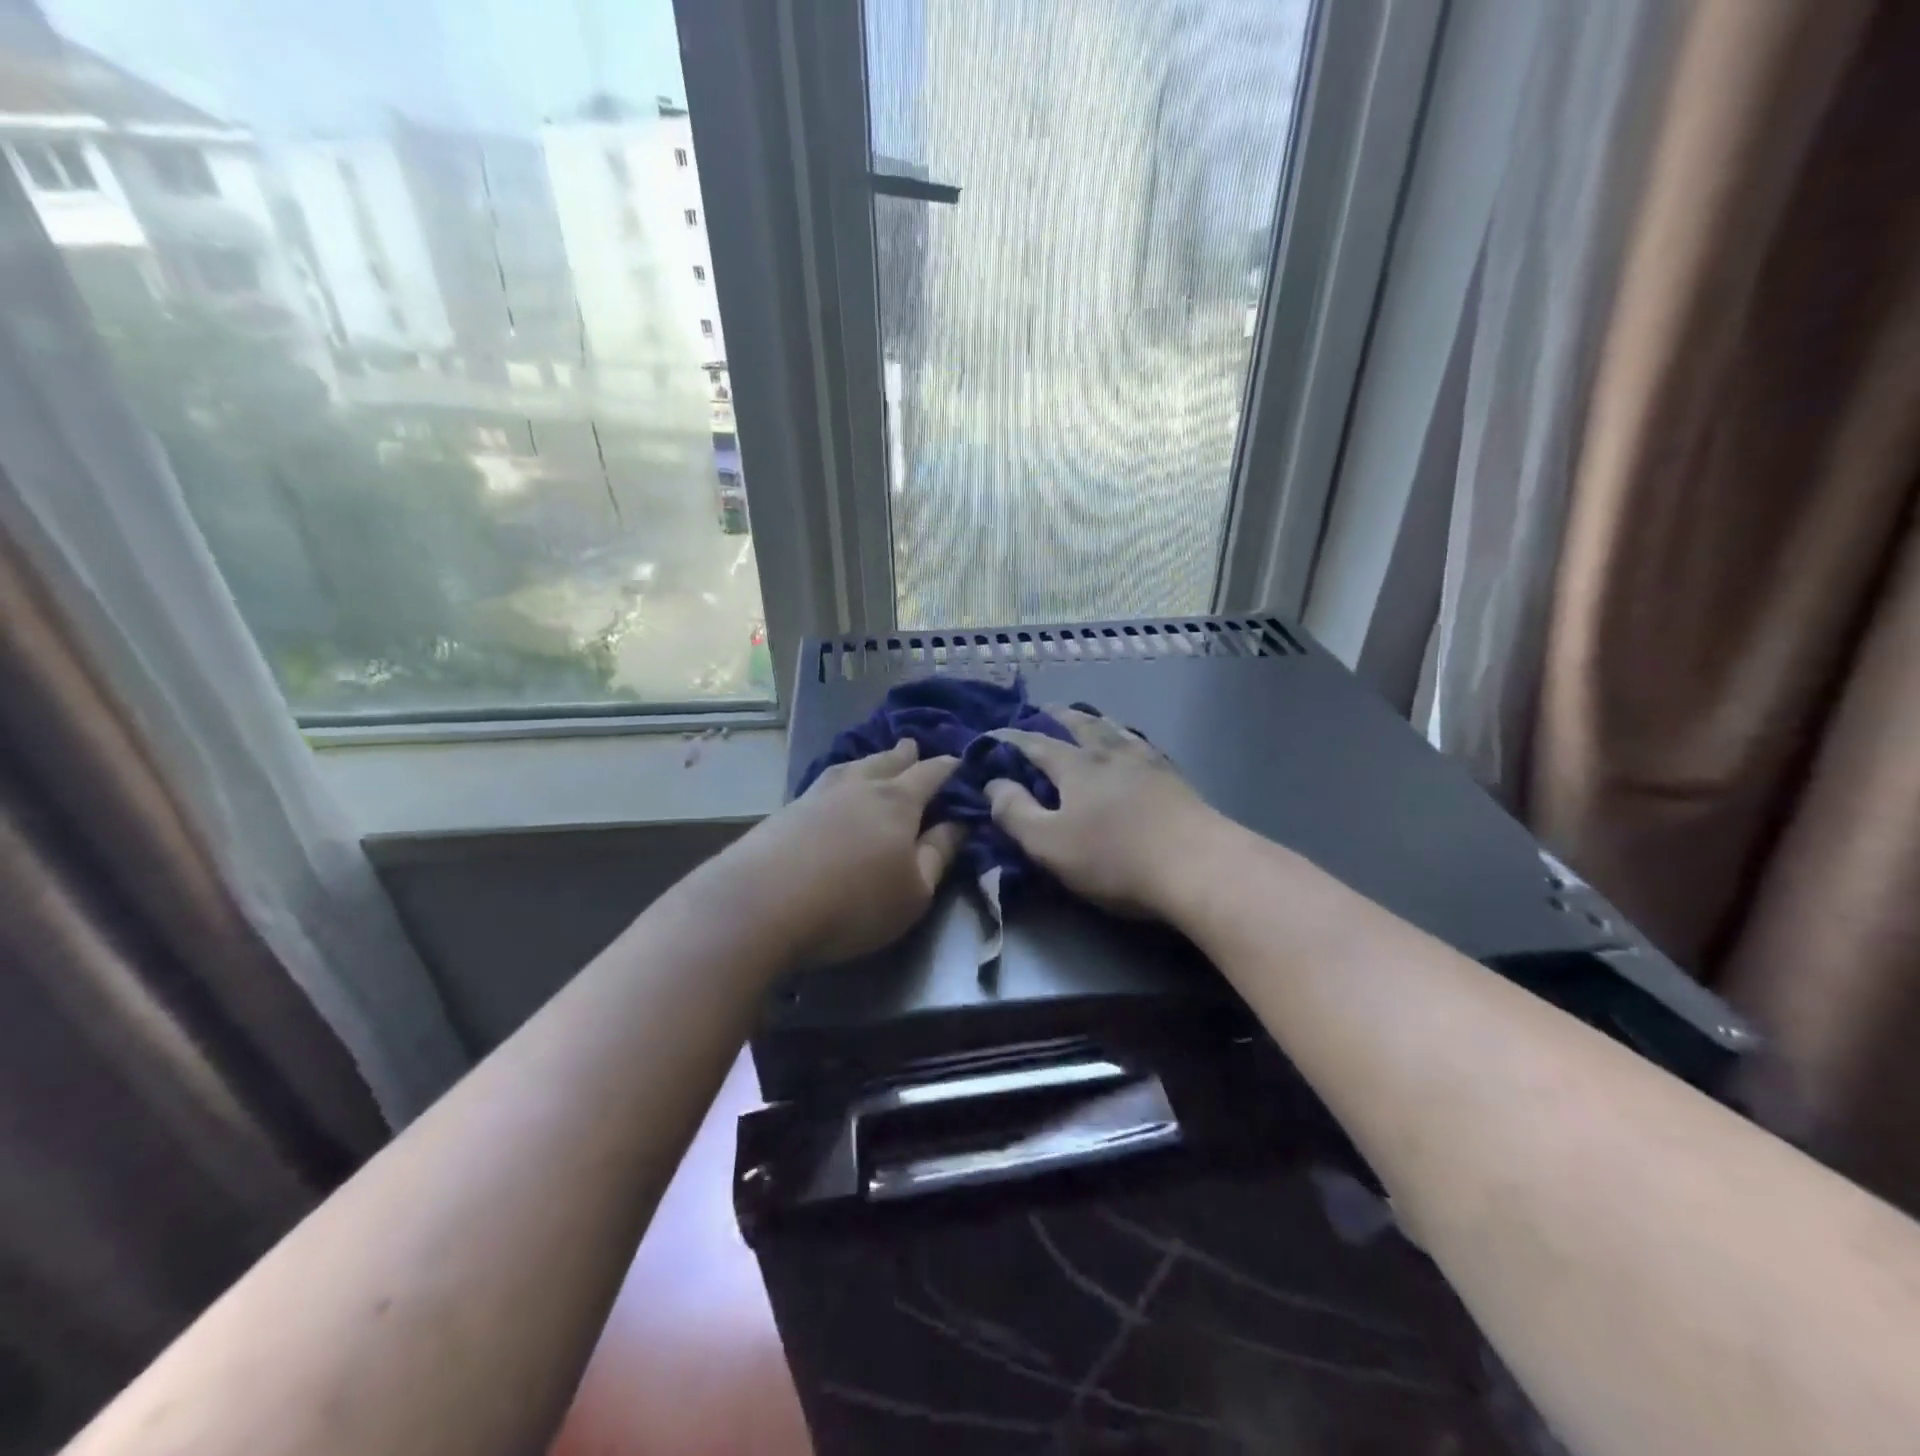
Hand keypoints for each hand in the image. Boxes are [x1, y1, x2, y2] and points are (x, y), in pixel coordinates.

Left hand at [731, 739, 962, 964]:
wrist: (761, 904)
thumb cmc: (853, 903)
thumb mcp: (914, 891)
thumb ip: (939, 854)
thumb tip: (958, 823)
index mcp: (898, 801)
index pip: (930, 774)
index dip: (948, 767)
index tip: (959, 761)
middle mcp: (860, 786)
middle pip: (887, 762)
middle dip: (905, 755)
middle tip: (913, 745)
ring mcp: (818, 794)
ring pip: (852, 767)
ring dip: (869, 761)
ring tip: (875, 760)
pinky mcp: (787, 810)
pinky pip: (824, 782)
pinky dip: (838, 778)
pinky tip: (832, 786)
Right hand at [986, 707, 1224, 918]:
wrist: (1198, 865)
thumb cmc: (1114, 858)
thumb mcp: (1048, 844)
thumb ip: (1015, 813)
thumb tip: (993, 784)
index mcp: (1075, 766)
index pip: (1034, 745)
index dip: (1010, 740)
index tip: (991, 735)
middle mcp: (1110, 754)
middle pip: (1080, 726)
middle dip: (1057, 717)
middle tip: (1044, 708)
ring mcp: (1147, 762)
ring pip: (1116, 730)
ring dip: (1096, 721)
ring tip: (1089, 717)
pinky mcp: (1175, 779)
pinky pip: (1143, 746)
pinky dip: (1128, 738)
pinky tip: (1135, 745)